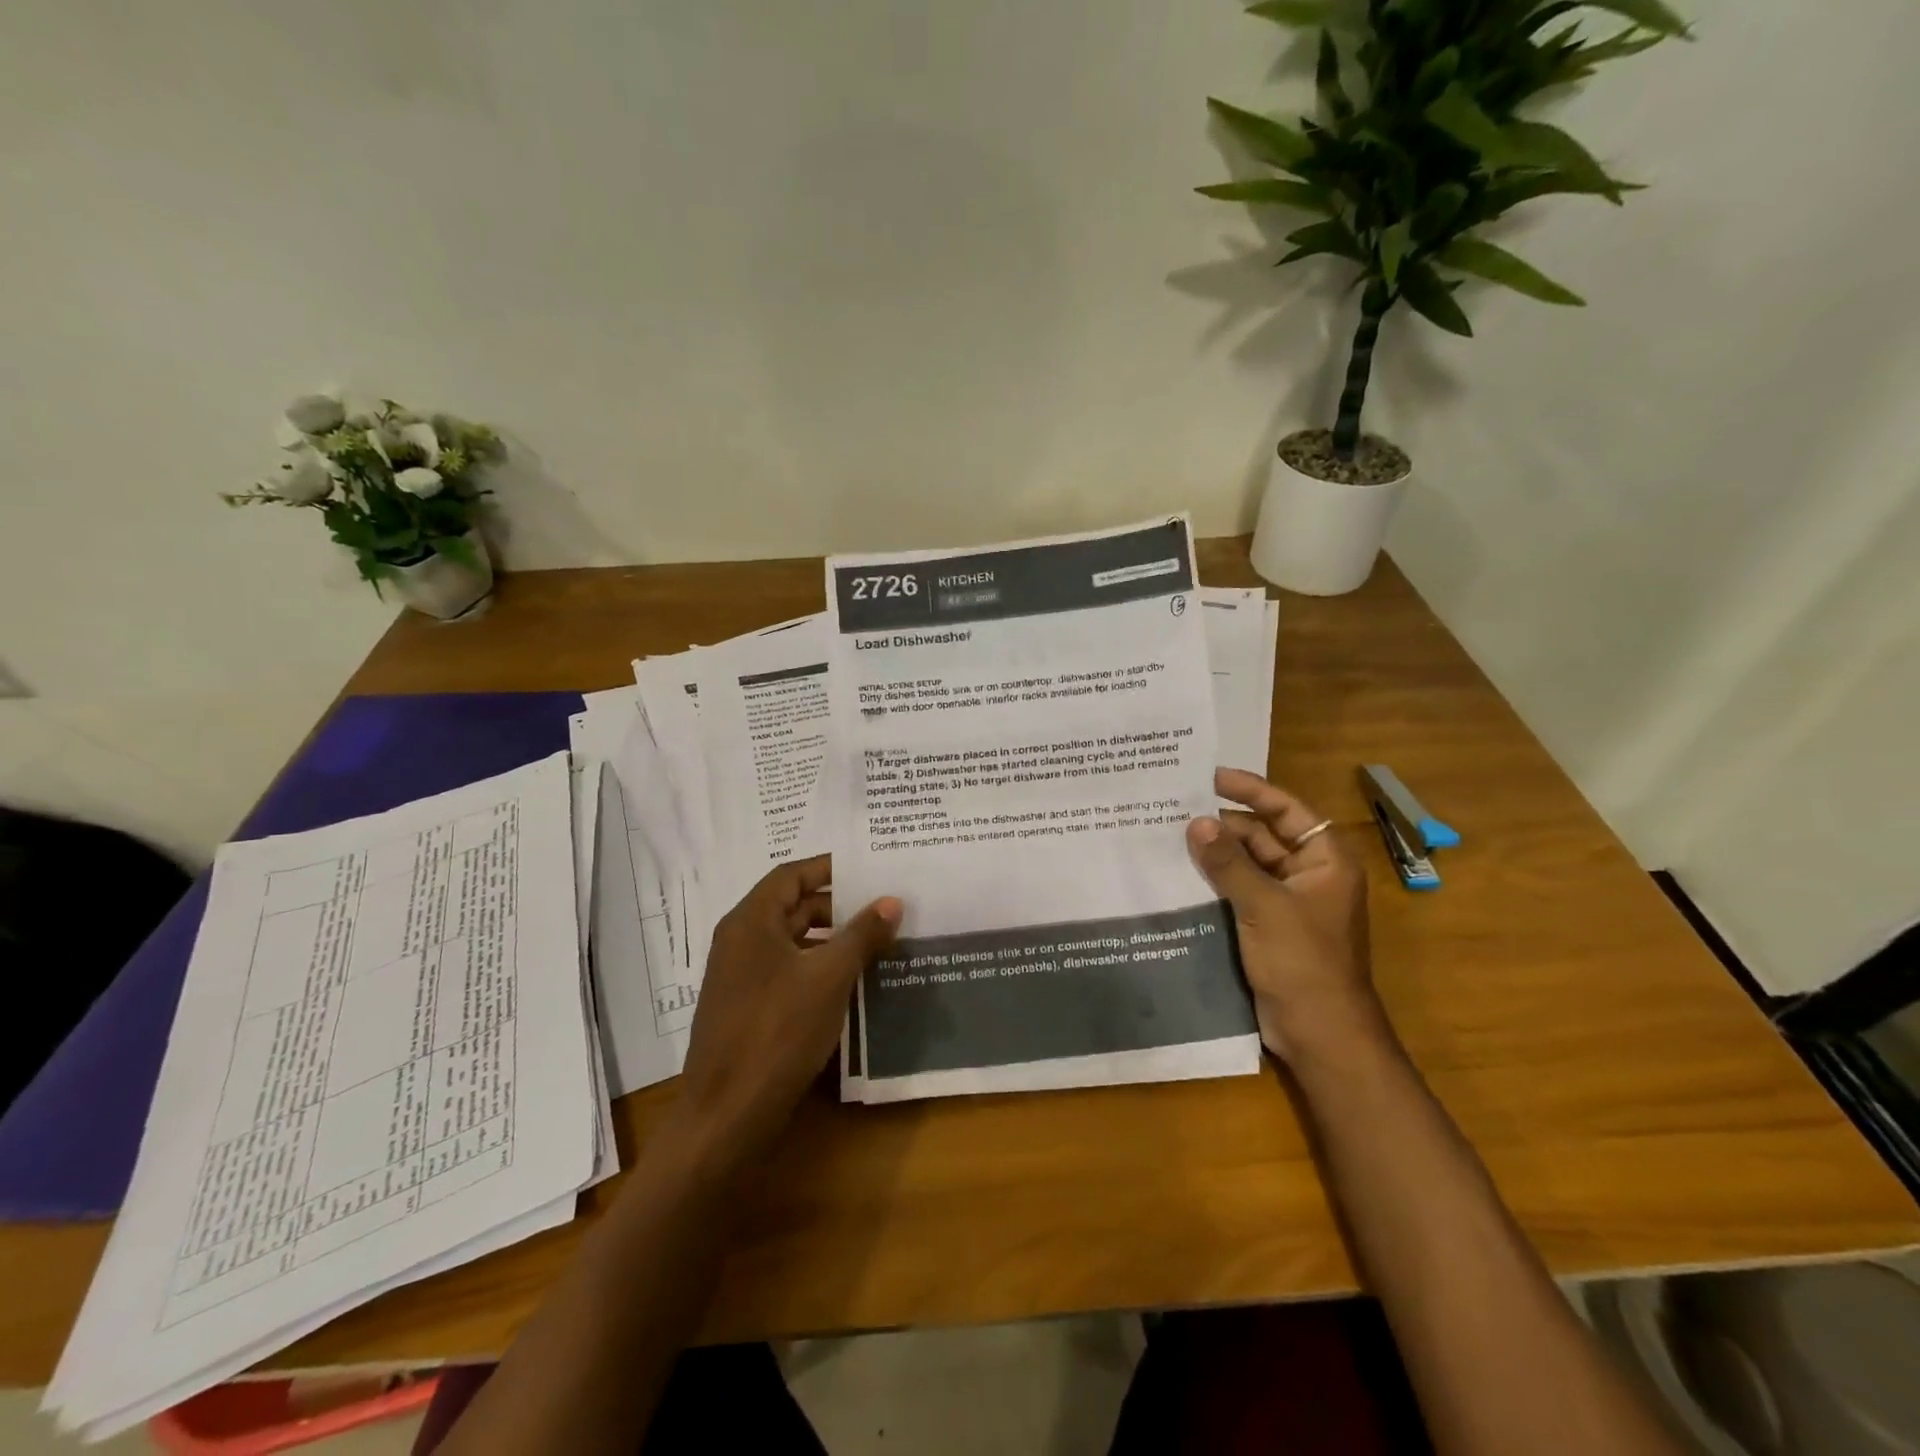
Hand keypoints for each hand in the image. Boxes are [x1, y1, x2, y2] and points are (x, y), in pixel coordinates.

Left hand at [671, 856, 900, 1163]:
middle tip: (883, 908)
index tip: (870, 870)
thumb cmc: (777, 1032)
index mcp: (751, 921)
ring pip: (792, 941)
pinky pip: (787, 970)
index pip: (793, 874)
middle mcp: (740, 940)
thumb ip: (862, 934)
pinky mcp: (747, 1007)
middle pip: (793, 906)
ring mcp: (740, 975)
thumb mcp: (829, 978)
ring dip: (831, 939)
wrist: (726, 1115)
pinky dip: (818, 967)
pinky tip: (851, 982)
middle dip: (838, 906)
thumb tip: (892, 900)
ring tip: (877, 943)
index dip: (831, 868)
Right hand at [1187, 768, 1382, 1063]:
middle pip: (1261, 835)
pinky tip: (1176, 875)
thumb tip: (1195, 822)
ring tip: (1166, 836)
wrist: (1320, 1034)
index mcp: (1324, 860)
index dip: (1250, 789)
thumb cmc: (1304, 963)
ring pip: (1245, 865)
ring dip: (1213, 854)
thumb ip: (1228, 863)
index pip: (1286, 810)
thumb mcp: (1264, 906)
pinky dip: (1212, 882)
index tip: (1209, 776)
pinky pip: (1236, 892)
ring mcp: (1285, 902)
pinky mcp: (1265, 926)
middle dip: (1222, 825)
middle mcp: (1307, 874)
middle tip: (1173, 809)